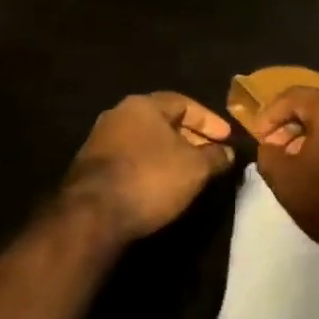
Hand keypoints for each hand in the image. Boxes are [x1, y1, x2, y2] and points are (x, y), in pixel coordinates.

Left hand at [64, 92, 234, 241]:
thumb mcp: (194, 168)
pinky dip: (150, 167)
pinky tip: (161, 184)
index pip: (184, 103)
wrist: (92, 214)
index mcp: (142, 105)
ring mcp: (100, 141)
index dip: (209, 120)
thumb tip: (227, 152)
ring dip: (169, 153)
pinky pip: (130, 159)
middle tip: (210, 154)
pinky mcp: (90, 168)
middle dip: (189, 137)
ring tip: (189, 171)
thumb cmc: (150, 178)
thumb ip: (215, 156)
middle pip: (162, 120)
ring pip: (145, 141)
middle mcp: (118, 115)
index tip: (227, 138)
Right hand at [252, 87, 318, 250]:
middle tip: (274, 149)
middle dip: (290, 125)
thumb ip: (268, 155)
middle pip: (315, 106)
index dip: (269, 114)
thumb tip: (270, 146)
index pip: (292, 96)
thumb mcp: (285, 178)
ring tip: (295, 163)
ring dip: (310, 138)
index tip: (257, 137)